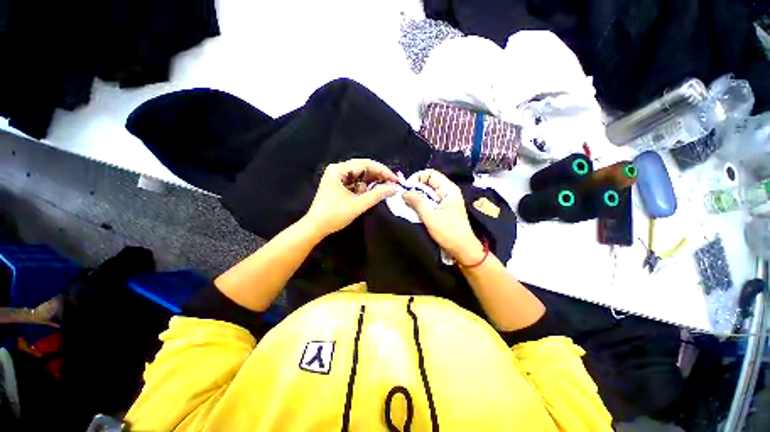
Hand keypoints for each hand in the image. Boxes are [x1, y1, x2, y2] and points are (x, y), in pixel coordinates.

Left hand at [304, 159, 397, 235]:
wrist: (315, 227)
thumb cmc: (334, 215)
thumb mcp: (358, 204)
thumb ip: (377, 195)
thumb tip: (394, 188)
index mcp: (339, 170)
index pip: (365, 164)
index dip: (383, 171)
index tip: (395, 180)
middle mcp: (338, 170)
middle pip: (363, 168)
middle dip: (378, 176)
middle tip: (392, 184)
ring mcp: (338, 177)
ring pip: (360, 176)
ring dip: (372, 183)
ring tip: (385, 188)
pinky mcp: (339, 186)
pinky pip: (356, 183)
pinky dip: (365, 188)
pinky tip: (373, 193)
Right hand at [403, 170, 484, 265]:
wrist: (461, 249)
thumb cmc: (448, 231)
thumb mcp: (430, 215)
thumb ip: (416, 201)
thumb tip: (404, 192)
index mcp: (448, 189)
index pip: (430, 174)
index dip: (417, 178)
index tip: (406, 189)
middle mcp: (447, 192)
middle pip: (428, 183)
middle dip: (415, 189)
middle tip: (404, 198)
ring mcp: (445, 201)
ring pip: (427, 194)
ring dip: (416, 198)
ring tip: (407, 205)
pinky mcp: (442, 210)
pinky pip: (429, 203)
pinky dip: (420, 205)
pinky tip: (413, 211)